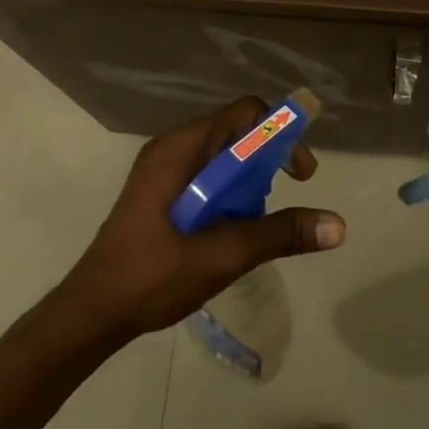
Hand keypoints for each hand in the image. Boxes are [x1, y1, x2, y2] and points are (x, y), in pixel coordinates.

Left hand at [58, 97, 346, 342]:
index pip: (245, 113)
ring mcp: (163, 171)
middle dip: (270, 159)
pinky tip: (232, 229)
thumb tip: (338, 225)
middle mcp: (172, 149)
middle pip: (237, 132)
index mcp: (180, 149)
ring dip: (251, 180)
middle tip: (288, 196)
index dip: (281, 133)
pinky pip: (208, 176)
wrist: (89, 316)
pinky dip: (231, 193)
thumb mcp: (222, 255)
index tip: (301, 173)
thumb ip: (280, 234)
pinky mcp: (160, 193)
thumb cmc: (151, 277)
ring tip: (258, 220)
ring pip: (224, 156)